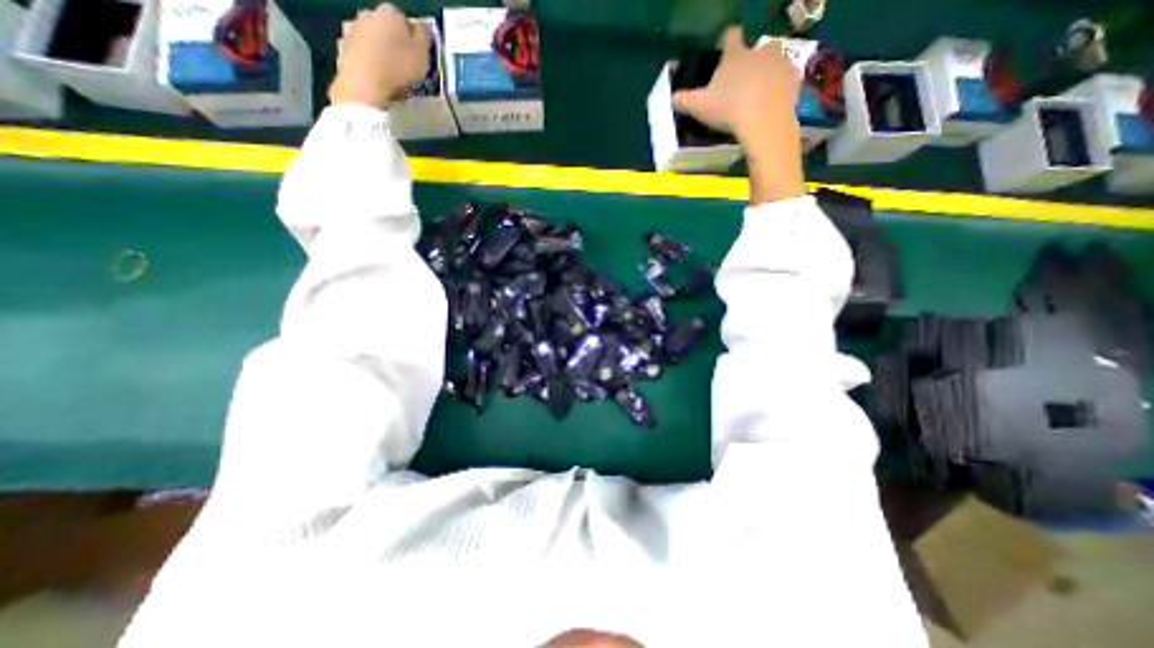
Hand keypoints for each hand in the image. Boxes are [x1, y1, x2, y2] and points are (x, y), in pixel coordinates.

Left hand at [329, 4, 425, 108]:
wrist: (365, 82)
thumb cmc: (399, 67)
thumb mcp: (422, 55)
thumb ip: (423, 38)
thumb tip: (420, 29)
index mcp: (390, 13)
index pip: (406, 22)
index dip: (414, 40)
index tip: (418, 57)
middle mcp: (369, 13)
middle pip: (387, 29)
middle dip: (396, 44)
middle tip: (406, 67)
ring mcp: (353, 29)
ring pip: (374, 41)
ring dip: (382, 53)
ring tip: (393, 76)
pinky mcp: (344, 46)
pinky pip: (363, 54)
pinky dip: (371, 63)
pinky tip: (379, 79)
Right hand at [672, 28, 799, 143]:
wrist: (763, 120)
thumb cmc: (728, 109)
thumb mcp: (699, 107)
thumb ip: (684, 101)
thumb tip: (672, 98)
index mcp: (735, 55)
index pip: (732, 36)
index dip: (728, 39)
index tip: (727, 43)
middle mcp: (760, 51)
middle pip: (757, 47)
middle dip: (752, 59)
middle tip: (744, 79)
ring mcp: (780, 62)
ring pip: (775, 60)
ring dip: (769, 70)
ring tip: (761, 90)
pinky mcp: (794, 77)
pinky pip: (788, 77)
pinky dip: (782, 86)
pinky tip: (774, 99)